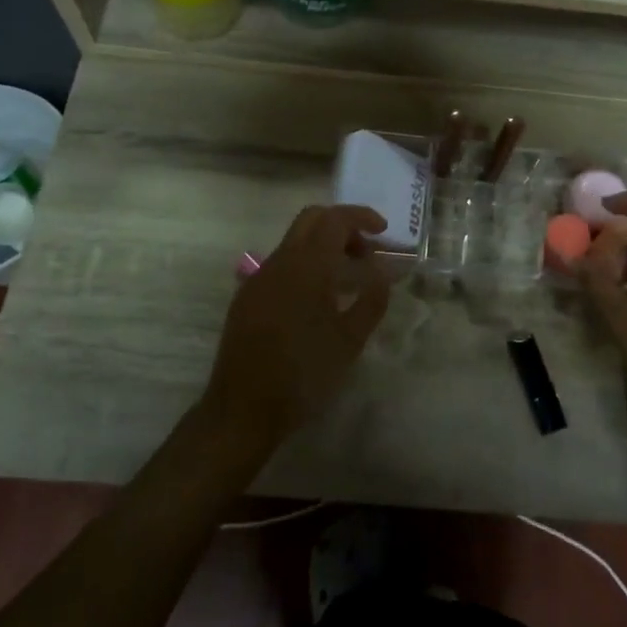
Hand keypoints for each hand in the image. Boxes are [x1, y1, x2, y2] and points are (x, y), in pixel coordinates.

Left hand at [200, 205, 392, 455]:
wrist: (243, 409)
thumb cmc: (304, 374)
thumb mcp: (350, 341)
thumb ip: (371, 299)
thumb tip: (383, 271)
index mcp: (307, 266)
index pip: (335, 219)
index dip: (361, 217)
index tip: (383, 230)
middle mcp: (279, 261)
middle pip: (311, 219)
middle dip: (342, 225)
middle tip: (365, 252)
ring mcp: (259, 278)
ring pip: (294, 241)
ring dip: (323, 246)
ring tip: (347, 279)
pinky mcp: (247, 297)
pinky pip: (281, 265)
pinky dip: (305, 265)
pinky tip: (316, 300)